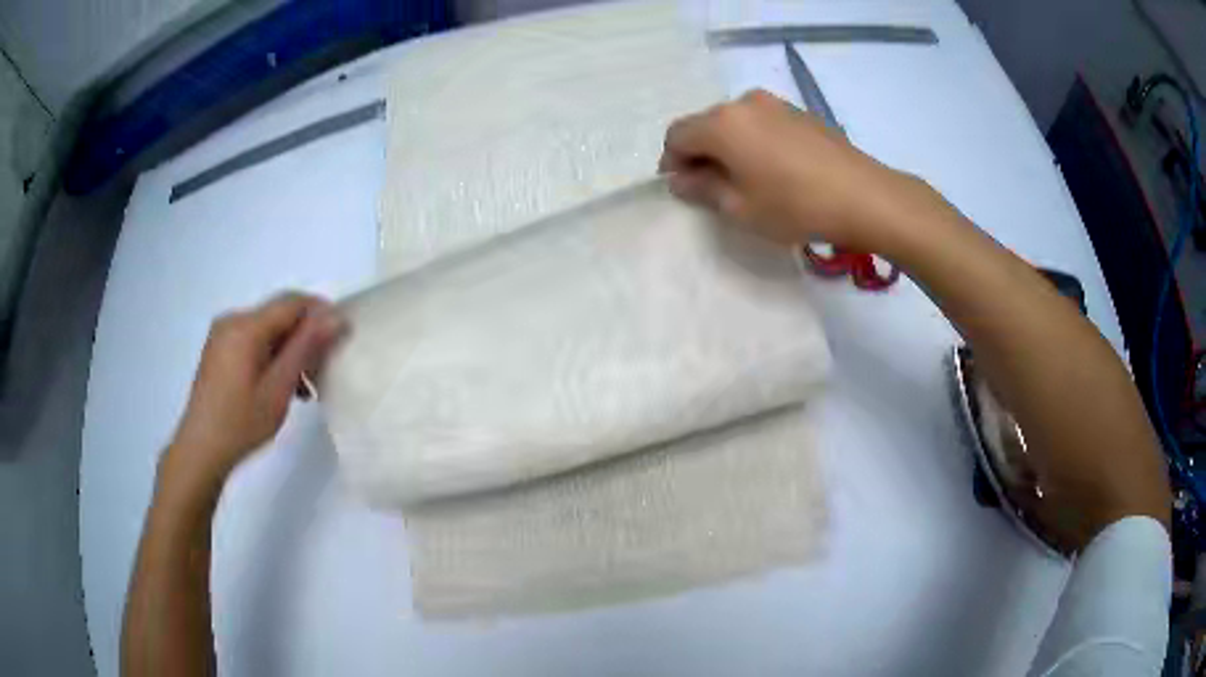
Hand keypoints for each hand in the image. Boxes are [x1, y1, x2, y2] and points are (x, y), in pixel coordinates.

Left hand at [162, 293, 345, 488]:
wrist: (200, 450)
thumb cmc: (241, 422)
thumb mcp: (278, 387)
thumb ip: (306, 347)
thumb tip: (335, 316)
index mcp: (246, 326)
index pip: (292, 302)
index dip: (321, 313)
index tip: (342, 338)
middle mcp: (233, 320)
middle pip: (279, 315)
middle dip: (305, 337)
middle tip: (324, 371)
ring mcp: (223, 335)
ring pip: (268, 331)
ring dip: (290, 351)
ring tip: (306, 387)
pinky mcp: (219, 351)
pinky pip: (253, 342)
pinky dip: (272, 357)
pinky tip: (281, 386)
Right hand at [659, 89, 940, 252]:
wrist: (863, 196)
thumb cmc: (795, 205)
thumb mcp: (740, 207)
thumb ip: (701, 189)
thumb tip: (680, 179)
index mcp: (722, 123)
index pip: (677, 135)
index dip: (672, 162)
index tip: (683, 189)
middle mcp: (743, 102)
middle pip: (706, 125)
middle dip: (701, 154)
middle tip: (713, 189)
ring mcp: (775, 103)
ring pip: (735, 123)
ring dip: (729, 148)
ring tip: (746, 181)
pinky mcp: (799, 112)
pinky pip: (761, 124)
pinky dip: (754, 143)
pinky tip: (774, 171)